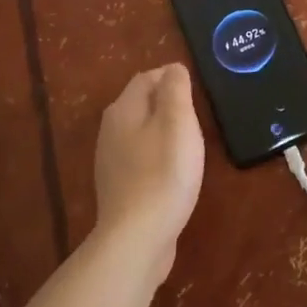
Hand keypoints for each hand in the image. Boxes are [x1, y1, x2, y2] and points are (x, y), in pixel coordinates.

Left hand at [93, 64, 204, 280]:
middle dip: (168, 104)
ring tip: (188, 145)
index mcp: (123, 110)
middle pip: (141, 104)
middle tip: (195, 118)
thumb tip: (173, 69)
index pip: (147, 78)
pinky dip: (157, 156)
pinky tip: (173, 173)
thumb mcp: (178, 122)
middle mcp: (110, 131)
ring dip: (163, 131)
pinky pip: (140, 158)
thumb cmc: (164, 172)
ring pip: (141, 131)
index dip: (171, 78)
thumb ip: (175, 89)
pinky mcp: (119, 187)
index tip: (196, 94)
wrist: (137, 238)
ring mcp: (111, 161)